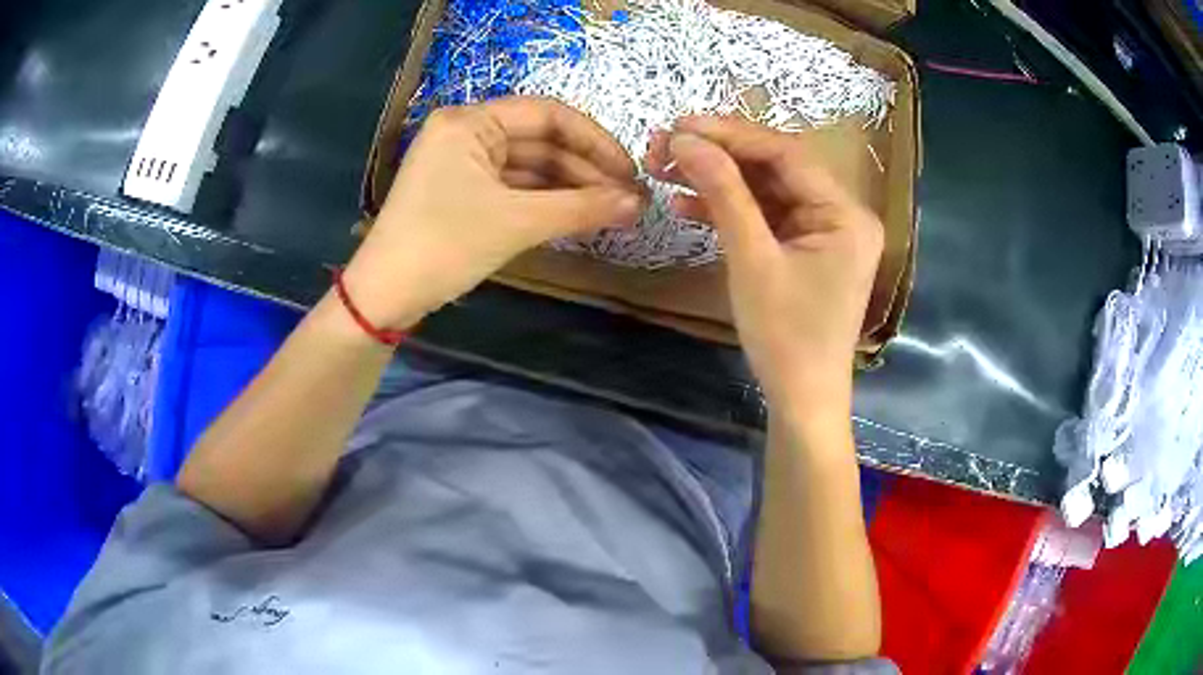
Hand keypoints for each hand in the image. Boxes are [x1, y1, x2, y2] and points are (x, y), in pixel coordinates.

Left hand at [342, 97, 644, 329]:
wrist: (384, 296)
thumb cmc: (444, 246)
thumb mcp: (515, 223)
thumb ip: (581, 208)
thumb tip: (638, 203)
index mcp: (470, 121)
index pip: (548, 115)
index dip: (595, 142)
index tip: (630, 172)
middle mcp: (465, 132)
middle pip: (540, 141)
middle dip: (585, 170)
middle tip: (627, 200)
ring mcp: (462, 163)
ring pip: (529, 167)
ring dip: (568, 188)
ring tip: (611, 211)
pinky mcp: (461, 192)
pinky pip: (513, 187)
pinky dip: (544, 201)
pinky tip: (576, 217)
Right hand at [647, 117, 882, 418]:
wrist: (800, 400)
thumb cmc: (785, 337)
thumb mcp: (752, 260)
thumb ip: (723, 193)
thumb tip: (686, 140)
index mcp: (845, 213)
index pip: (785, 154)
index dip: (731, 135)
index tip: (679, 125)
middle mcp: (841, 213)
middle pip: (775, 168)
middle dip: (719, 156)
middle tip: (664, 146)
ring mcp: (823, 231)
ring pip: (765, 190)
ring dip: (717, 181)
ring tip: (665, 171)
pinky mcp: (805, 248)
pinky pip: (766, 217)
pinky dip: (729, 210)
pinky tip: (686, 205)